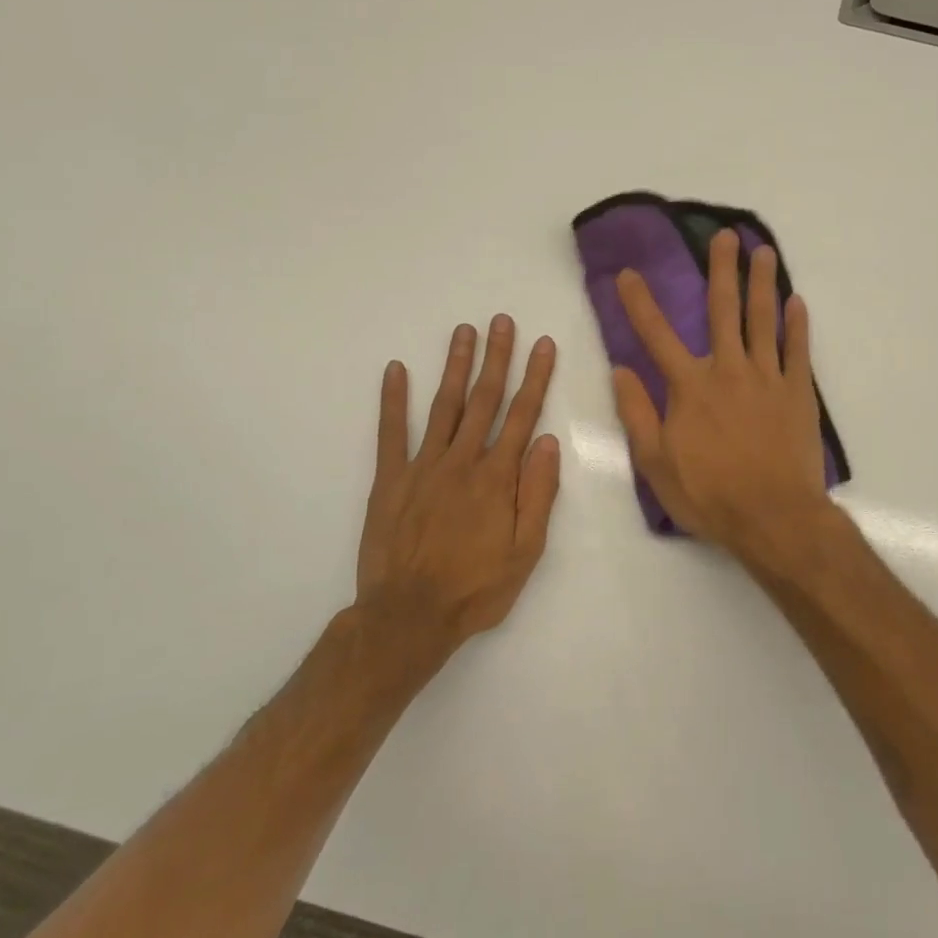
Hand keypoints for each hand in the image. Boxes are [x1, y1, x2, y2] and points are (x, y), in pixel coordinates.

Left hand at [352, 317, 559, 672]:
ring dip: (456, 366)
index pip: (522, 415)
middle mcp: (462, 461)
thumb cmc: (476, 588)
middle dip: (497, 357)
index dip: (535, 377)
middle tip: (502, 321)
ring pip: (444, 406)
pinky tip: (395, 369)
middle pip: (484, 399)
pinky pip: (390, 433)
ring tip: (464, 331)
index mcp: (498, 477)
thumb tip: (547, 441)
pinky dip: (392, 400)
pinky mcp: (390, 479)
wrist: (408, 617)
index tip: (543, 344)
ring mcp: (423, 466)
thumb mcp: (526, 551)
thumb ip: (538, 493)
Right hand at [612, 229, 830, 567]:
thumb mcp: (656, 463)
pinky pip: (798, 349)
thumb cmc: (710, 495)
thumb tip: (620, 370)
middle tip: (724, 236)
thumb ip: (638, 413)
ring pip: (763, 319)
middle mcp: (728, 370)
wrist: (774, 517)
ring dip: (761, 282)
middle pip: (723, 310)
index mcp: (690, 387)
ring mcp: (767, 377)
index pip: (657, 335)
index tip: (628, 273)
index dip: (640, 303)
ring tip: (763, 251)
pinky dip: (797, 324)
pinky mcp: (797, 392)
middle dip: (721, 270)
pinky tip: (796, 301)